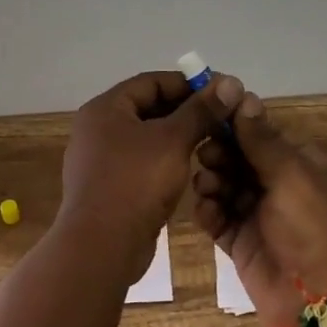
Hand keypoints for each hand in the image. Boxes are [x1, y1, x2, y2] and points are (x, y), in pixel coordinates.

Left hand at [59, 70, 244, 283]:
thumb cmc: (136, 182)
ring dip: (177, 137)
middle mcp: (97, 129)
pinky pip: (140, 163)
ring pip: (145, 138)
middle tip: (221, 119)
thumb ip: (201, 111)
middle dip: (185, 112)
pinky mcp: (108, 187)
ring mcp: (100, 160)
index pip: (150, 82)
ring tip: (211, 142)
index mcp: (105, 109)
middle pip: (147, 108)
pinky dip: (164, 161)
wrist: (102, 245)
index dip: (187, 84)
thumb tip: (229, 82)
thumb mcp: (173, 140)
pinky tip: (189, 169)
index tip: (220, 93)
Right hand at [190, 92, 326, 326]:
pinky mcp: (242, 243)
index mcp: (304, 165)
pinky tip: (206, 211)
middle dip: (219, 155)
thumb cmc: (315, 228)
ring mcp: (261, 216)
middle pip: (239, 159)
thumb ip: (262, 139)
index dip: (234, 126)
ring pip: (225, 187)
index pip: (262, 135)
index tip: (206, 118)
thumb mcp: (293, 175)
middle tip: (205, 157)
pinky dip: (209, 212)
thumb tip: (243, 95)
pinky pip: (218, 218)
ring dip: (211, 182)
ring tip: (206, 188)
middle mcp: (282, 187)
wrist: (324, 302)